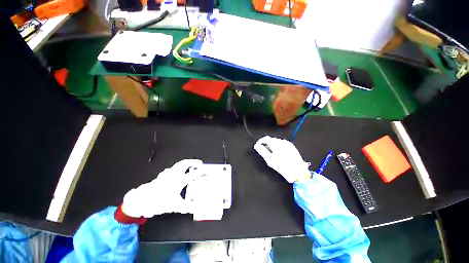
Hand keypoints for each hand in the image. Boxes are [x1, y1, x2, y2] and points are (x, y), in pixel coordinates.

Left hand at [121, 159, 202, 217]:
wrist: (141, 201)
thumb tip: (196, 208)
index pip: (193, 174)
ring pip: (178, 164)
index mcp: (179, 181)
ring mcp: (167, 174)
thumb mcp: (175, 206)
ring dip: (185, 163)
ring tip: (189, 164)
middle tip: (198, 162)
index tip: (206, 171)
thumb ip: (187, 207)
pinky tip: (175, 171)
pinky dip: (176, 168)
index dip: (201, 172)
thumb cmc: (158, 202)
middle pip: (185, 164)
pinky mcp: (161, 176)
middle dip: (193, 162)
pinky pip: (171, 169)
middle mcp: (174, 175)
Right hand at [254, 136, 310, 182]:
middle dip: (266, 144)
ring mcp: (288, 144)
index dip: (260, 141)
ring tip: (271, 153)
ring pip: (276, 141)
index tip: (257, 146)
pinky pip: (282, 144)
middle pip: (271, 139)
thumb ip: (262, 151)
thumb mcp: (269, 160)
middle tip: (263, 151)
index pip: (265, 138)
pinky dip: (278, 146)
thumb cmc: (283, 166)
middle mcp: (282, 141)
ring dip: (272, 145)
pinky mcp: (292, 147)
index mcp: (276, 144)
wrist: (298, 172)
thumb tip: (257, 146)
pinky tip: (278, 154)